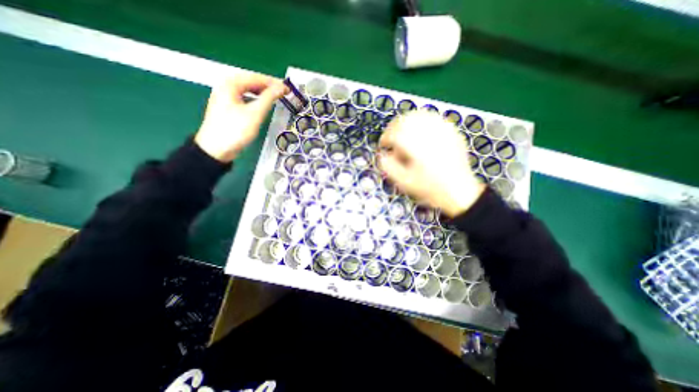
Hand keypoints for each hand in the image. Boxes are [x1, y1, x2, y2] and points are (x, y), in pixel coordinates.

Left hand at [193, 72, 286, 162]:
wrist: (216, 149)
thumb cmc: (235, 130)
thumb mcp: (255, 113)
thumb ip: (268, 98)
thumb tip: (281, 88)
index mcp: (231, 84)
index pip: (256, 77)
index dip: (273, 82)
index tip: (287, 88)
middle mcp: (227, 87)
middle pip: (251, 82)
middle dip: (268, 87)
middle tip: (284, 93)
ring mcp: (226, 98)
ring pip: (248, 91)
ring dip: (263, 93)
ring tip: (276, 98)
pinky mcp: (228, 108)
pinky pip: (245, 99)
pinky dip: (256, 100)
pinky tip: (263, 105)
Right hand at [377, 111, 487, 216]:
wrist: (459, 191)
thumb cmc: (430, 188)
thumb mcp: (404, 182)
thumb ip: (388, 167)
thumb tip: (383, 155)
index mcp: (416, 146)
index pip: (394, 133)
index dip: (385, 138)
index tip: (383, 145)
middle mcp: (429, 133)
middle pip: (405, 119)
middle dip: (394, 127)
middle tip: (391, 138)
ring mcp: (442, 130)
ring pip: (419, 114)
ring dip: (406, 122)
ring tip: (403, 133)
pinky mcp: (451, 130)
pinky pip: (432, 117)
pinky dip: (421, 121)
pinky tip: (419, 131)